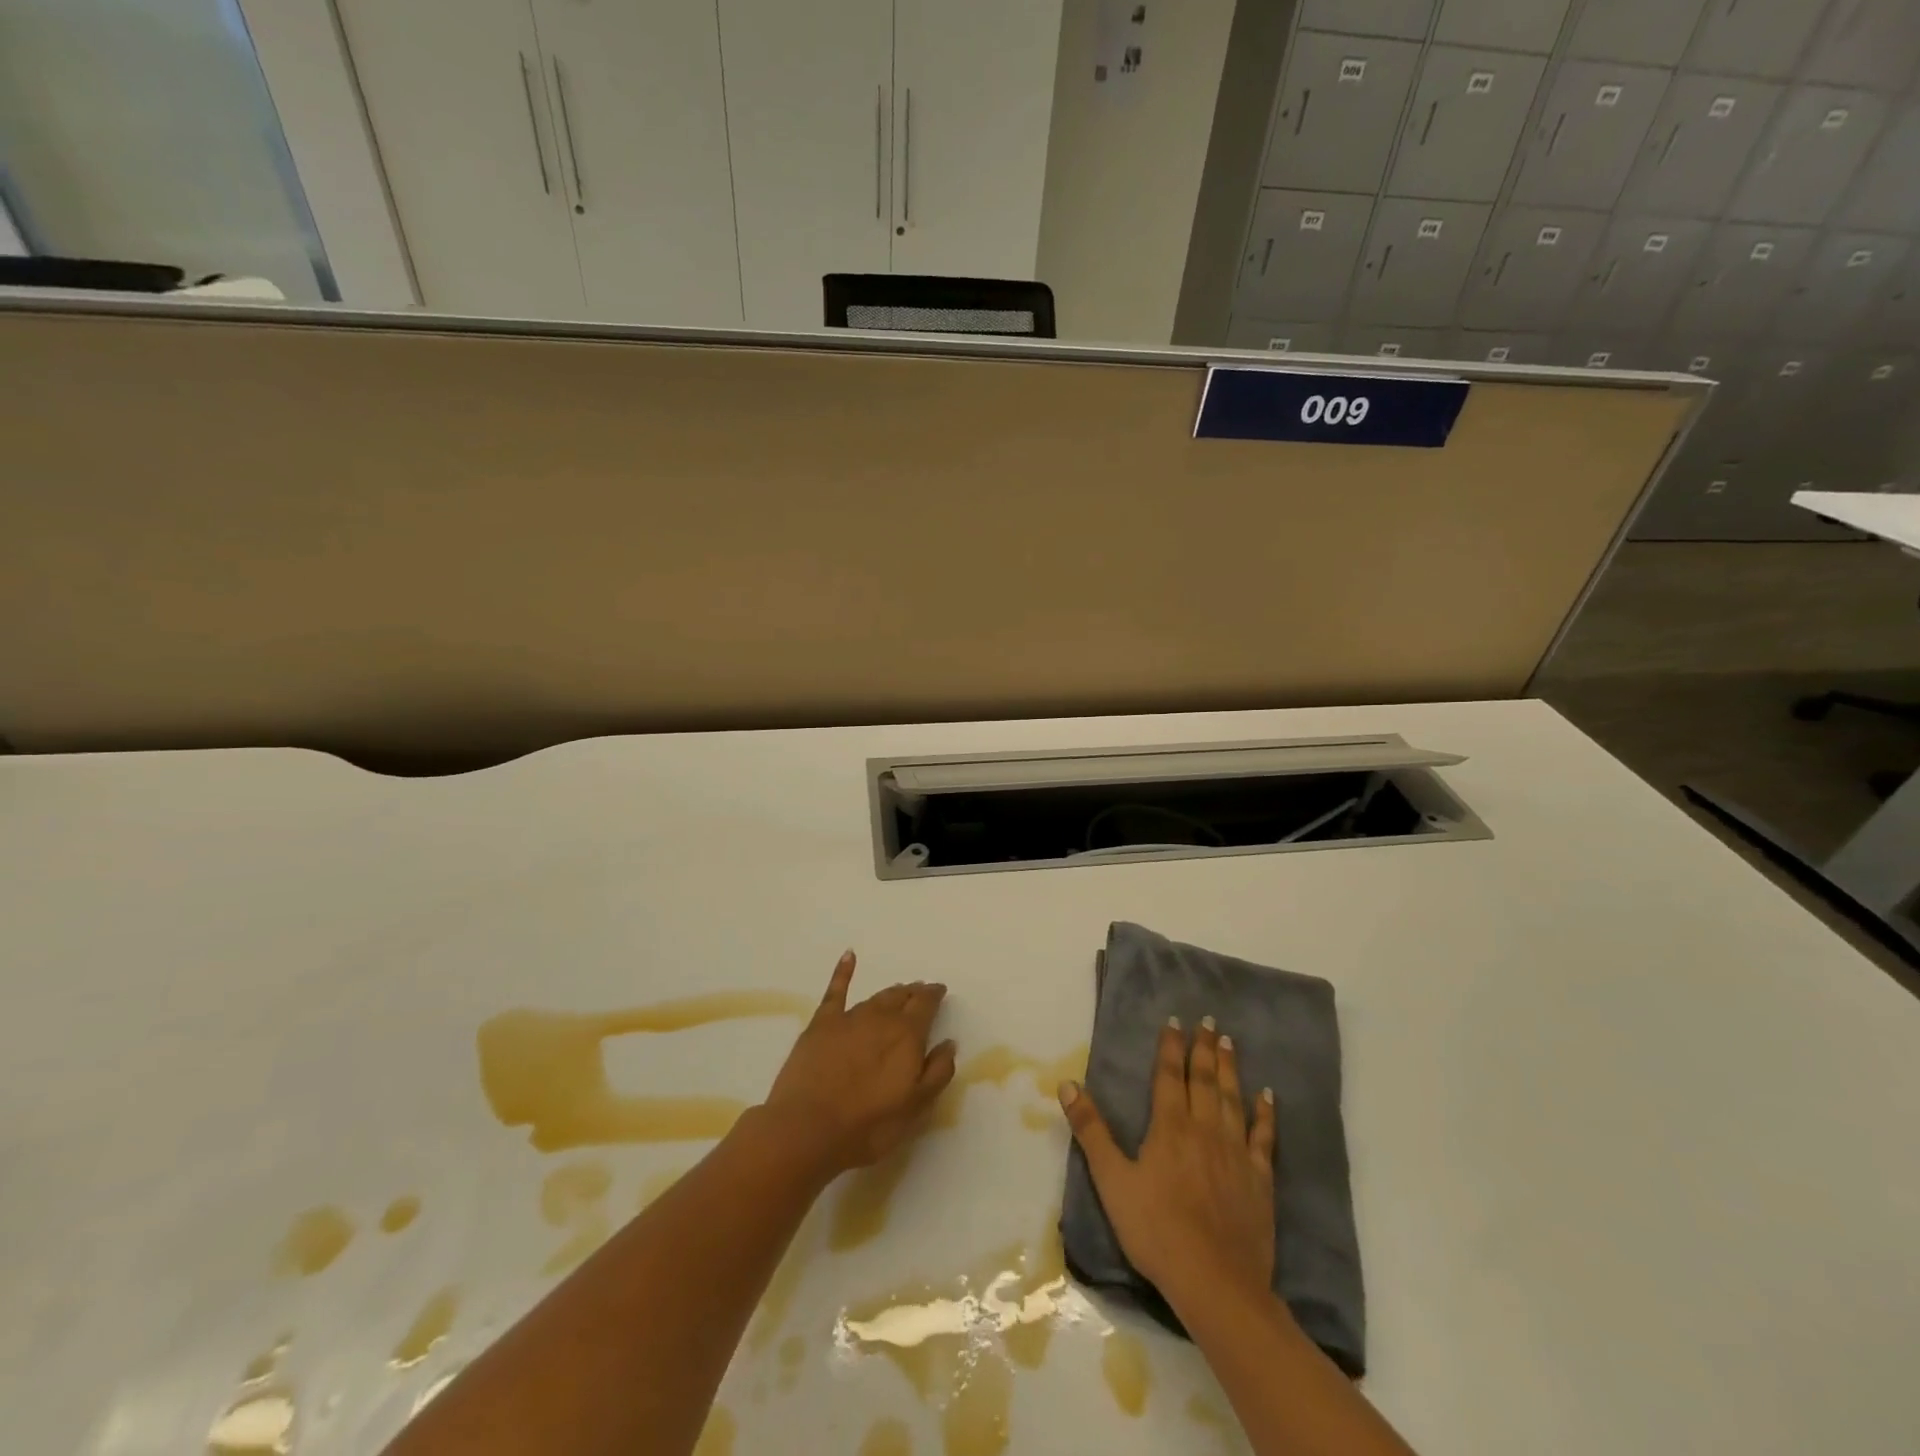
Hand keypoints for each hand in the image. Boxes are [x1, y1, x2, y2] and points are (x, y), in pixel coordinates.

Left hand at [761, 951, 956, 1177]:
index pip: (926, 1004)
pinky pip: (836, 991)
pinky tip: (849, 956)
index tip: (940, 991)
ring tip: (898, 991)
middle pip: (901, 997)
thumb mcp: (915, 1107)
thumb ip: (937, 1072)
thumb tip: (949, 1043)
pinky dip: (844, 971)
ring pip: (876, 997)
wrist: (807, 1128)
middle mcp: (881, 1018)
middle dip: (913, 993)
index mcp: (907, 1034)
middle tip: (920, 992)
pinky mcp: (821, 1024)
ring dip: (890, 993)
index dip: (934, 996)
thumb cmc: (868, 1125)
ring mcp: (849, 1018)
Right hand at [1059, 1017, 1276, 1307]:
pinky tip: (1268, 1096)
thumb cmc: (1156, 1230)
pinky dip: (1265, 1113)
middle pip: (1204, 1079)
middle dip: (1204, 1048)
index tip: (1175, 1019)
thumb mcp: (1112, 1180)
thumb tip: (1067, 1084)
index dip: (1171, 1046)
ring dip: (1230, 1069)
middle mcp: (1204, 1129)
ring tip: (1230, 1042)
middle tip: (1209, 1020)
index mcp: (1169, 1127)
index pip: (1169, 1075)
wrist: (1215, 1282)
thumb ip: (1091, 1130)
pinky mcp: (1259, 1178)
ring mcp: (1235, 1152)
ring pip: (1231, 1099)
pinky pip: (1262, 1136)